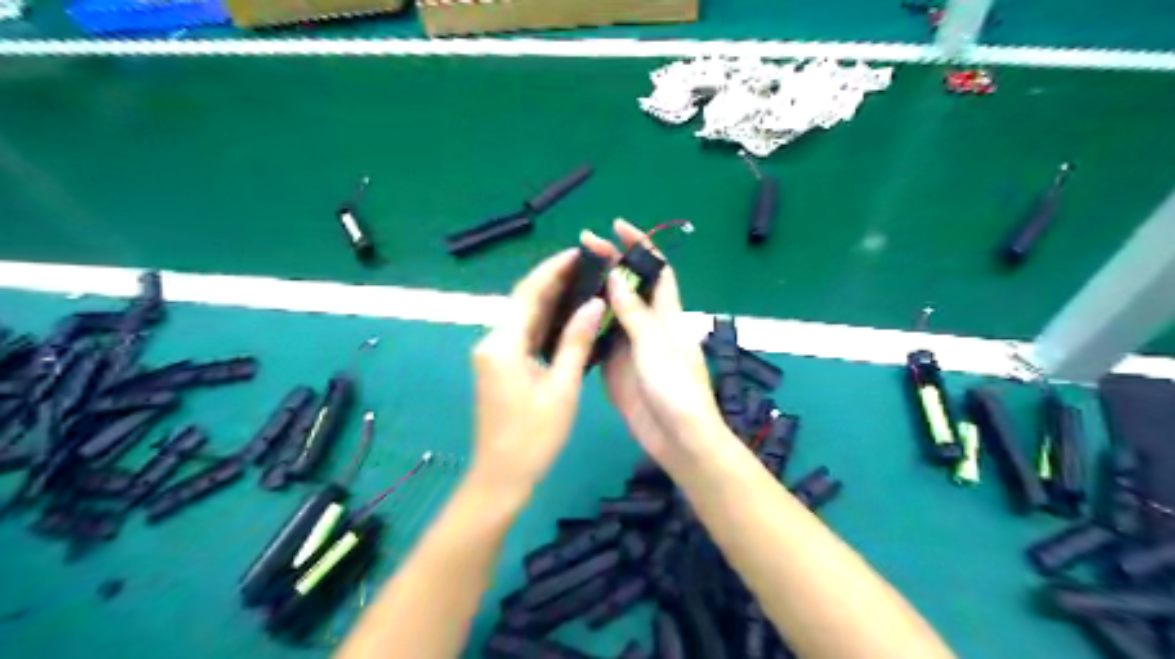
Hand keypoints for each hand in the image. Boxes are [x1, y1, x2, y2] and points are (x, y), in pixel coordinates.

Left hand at [466, 249, 601, 496]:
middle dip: (553, 280)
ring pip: (523, 317)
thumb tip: (594, 303)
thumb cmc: (533, 438)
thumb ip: (575, 342)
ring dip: (550, 300)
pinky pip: (523, 335)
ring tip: (583, 283)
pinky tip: (568, 317)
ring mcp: (493, 355)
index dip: (553, 270)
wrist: (500, 478)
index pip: (528, 293)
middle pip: (523, 301)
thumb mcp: (562, 389)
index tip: (578, 252)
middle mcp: (492, 342)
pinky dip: (544, 322)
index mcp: (503, 344)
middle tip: (587, 265)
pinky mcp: (499, 367)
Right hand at [577, 222, 725, 468]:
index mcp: (666, 313)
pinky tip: (566, 317)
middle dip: (609, 264)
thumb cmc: (675, 386)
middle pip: (629, 286)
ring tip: (566, 277)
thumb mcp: (654, 343)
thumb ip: (633, 312)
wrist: (676, 436)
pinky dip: (585, 326)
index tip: (617, 226)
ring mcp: (630, 346)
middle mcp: (648, 324)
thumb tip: (616, 277)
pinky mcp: (615, 367)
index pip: (656, 268)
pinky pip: (599, 340)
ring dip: (594, 294)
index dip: (640, 245)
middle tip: (579, 248)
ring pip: (611, 312)